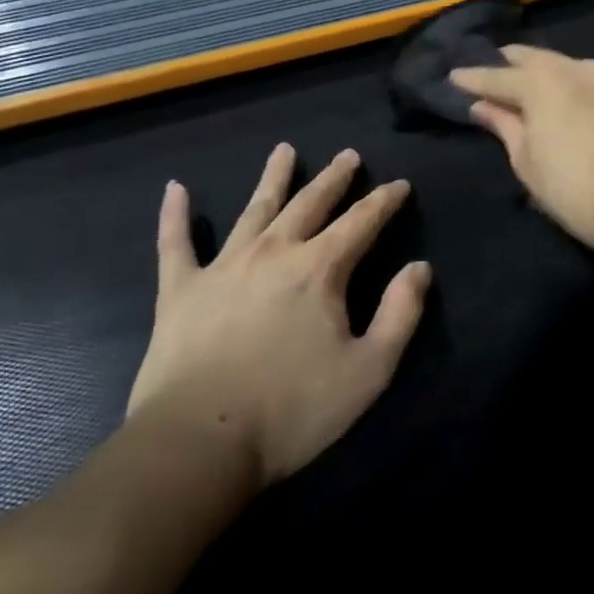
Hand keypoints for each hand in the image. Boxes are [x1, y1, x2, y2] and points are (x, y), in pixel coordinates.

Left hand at [127, 145, 429, 483]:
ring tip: (284, 150)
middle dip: (334, 178)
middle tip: (348, 155)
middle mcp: (274, 253)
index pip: (362, 222)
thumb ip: (400, 314)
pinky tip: (175, 189)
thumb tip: (419, 268)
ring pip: (254, 209)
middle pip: (310, 203)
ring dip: (273, 177)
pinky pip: (175, 243)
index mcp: (320, 269)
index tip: (400, 185)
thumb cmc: (292, 410)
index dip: (384, 201)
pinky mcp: (180, 290)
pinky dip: (174, 215)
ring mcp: (223, 266)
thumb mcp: (369, 370)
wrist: (199, 443)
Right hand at [450, 45, 593, 253]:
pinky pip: (591, 80)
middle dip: (509, 64)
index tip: (453, 76)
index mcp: (541, 82)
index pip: (497, 76)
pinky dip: (573, 83)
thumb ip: (503, 125)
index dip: (473, 78)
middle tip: (491, 72)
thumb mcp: (526, 160)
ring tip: (529, 82)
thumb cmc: (571, 188)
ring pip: (565, 65)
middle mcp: (574, 68)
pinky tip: (570, 95)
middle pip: (534, 59)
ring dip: (544, 71)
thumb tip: (482, 105)